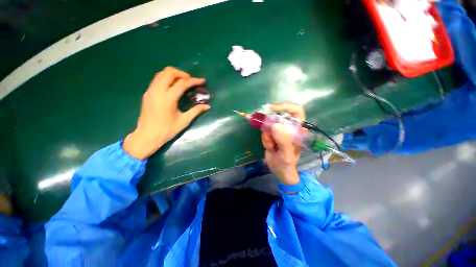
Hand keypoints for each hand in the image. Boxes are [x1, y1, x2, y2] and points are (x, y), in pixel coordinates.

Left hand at [123, 67, 209, 159]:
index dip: (193, 81)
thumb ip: (196, 111)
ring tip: (183, 81)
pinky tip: (173, 86)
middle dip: (182, 74)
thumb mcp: (184, 121)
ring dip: (174, 74)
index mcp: (167, 99)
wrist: (147, 136)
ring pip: (161, 73)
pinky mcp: (147, 93)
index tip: (202, 81)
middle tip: (191, 80)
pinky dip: (167, 78)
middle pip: (169, 72)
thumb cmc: (167, 130)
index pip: (182, 83)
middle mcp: (157, 91)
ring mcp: (150, 91)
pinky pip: (157, 79)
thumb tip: (207, 106)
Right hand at [261, 103, 304, 184]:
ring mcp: (280, 131)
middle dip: (270, 126)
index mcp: (299, 130)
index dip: (285, 106)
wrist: (280, 171)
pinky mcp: (272, 134)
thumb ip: (283, 141)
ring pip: (269, 125)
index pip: (296, 111)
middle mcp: (290, 128)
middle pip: (278, 116)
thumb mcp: (286, 154)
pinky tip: (270, 148)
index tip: (271, 108)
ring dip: (267, 136)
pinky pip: (265, 132)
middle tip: (268, 136)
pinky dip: (265, 139)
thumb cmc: (287, 164)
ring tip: (272, 148)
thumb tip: (275, 124)